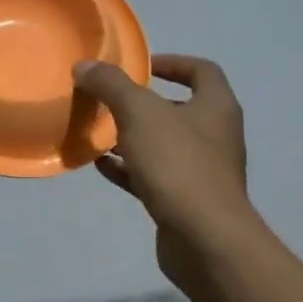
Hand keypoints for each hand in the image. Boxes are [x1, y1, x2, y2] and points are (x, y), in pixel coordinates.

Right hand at [73, 54, 254, 294]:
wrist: (204, 239)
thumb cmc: (178, 164)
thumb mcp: (139, 113)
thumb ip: (112, 85)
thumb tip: (86, 65)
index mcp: (216, 107)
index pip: (201, 70)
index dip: (172, 62)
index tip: (140, 66)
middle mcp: (215, 136)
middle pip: (179, 108)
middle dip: (143, 103)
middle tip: (109, 100)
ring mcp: (202, 171)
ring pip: (163, 144)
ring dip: (132, 137)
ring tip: (97, 131)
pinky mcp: (185, 200)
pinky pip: (152, 176)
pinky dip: (128, 168)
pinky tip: (100, 165)